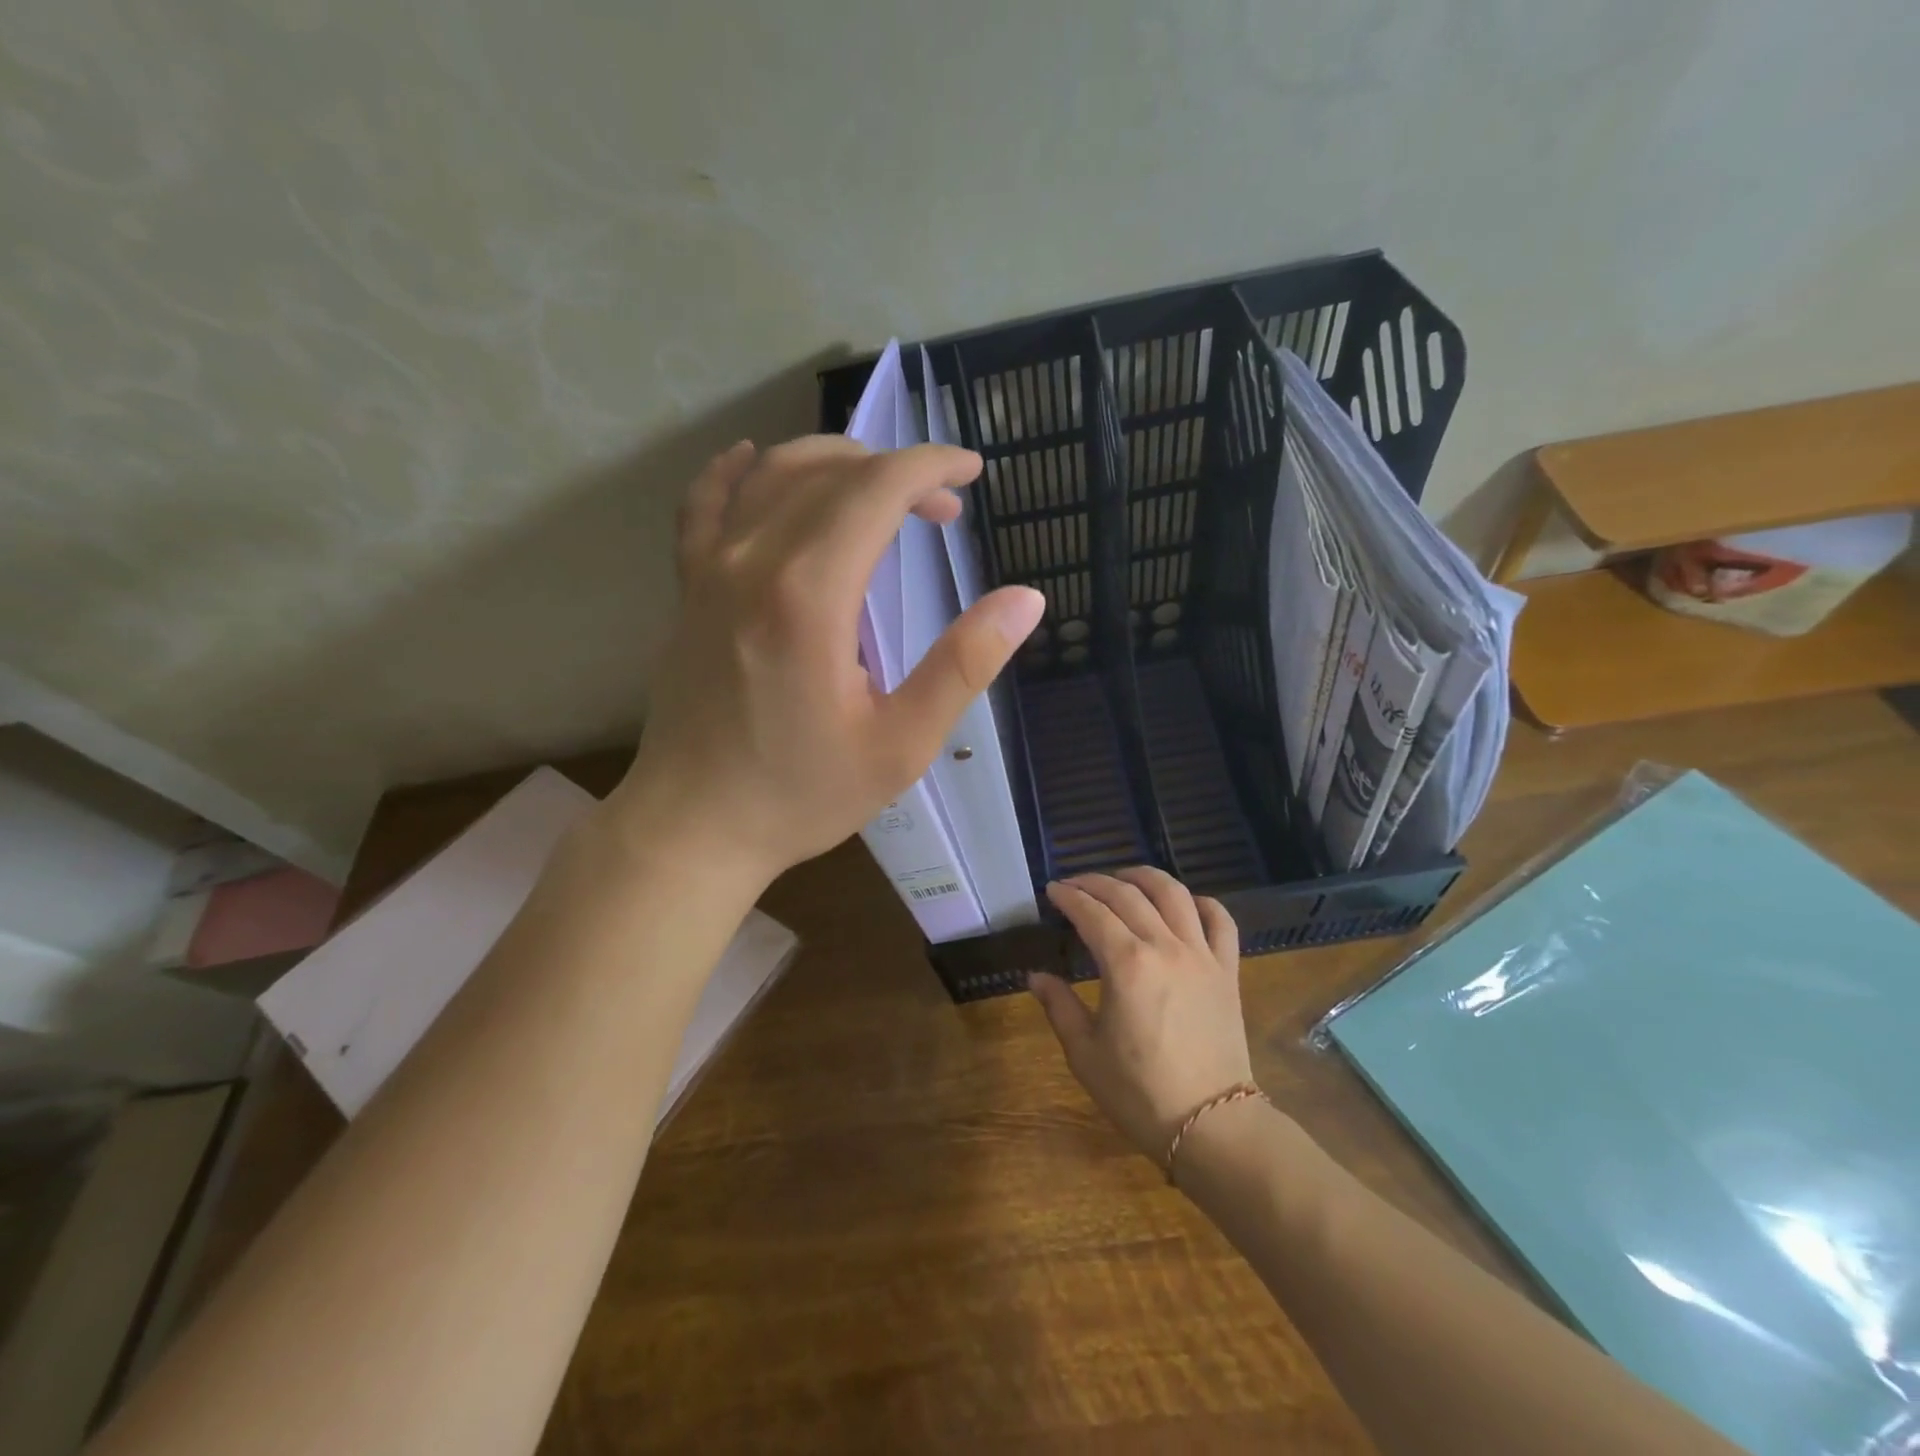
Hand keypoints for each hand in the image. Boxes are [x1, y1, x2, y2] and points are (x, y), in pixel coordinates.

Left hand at [610, 435, 1046, 884]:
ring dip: (835, 463)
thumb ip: (964, 665)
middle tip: (943, 508)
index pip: (876, 489)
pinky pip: (705, 505)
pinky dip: (738, 473)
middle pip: (831, 473)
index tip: (972, 473)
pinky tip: (756, 461)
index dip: (930, 466)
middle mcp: (754, 562)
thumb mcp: (901, 744)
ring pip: (771, 475)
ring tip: (879, 486)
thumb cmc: (802, 794)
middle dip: (897, 472)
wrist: (694, 827)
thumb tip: (1026, 600)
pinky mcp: (688, 590)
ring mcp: (710, 571)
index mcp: (810, 596)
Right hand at [1029, 868, 1253, 1159]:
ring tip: (1124, 878)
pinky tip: (1184, 904)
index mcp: (1126, 964)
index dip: (1068, 897)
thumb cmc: (1140, 1093)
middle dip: (1095, 883)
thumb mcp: (1085, 1053)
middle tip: (1075, 885)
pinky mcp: (1227, 970)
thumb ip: (1059, 1006)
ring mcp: (1202, 955)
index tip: (1052, 891)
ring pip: (1174, 894)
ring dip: (1144, 877)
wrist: (1212, 1125)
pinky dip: (1201, 903)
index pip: (1091, 912)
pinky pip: (1220, 921)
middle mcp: (1164, 946)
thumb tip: (1036, 976)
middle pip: (1127, 895)